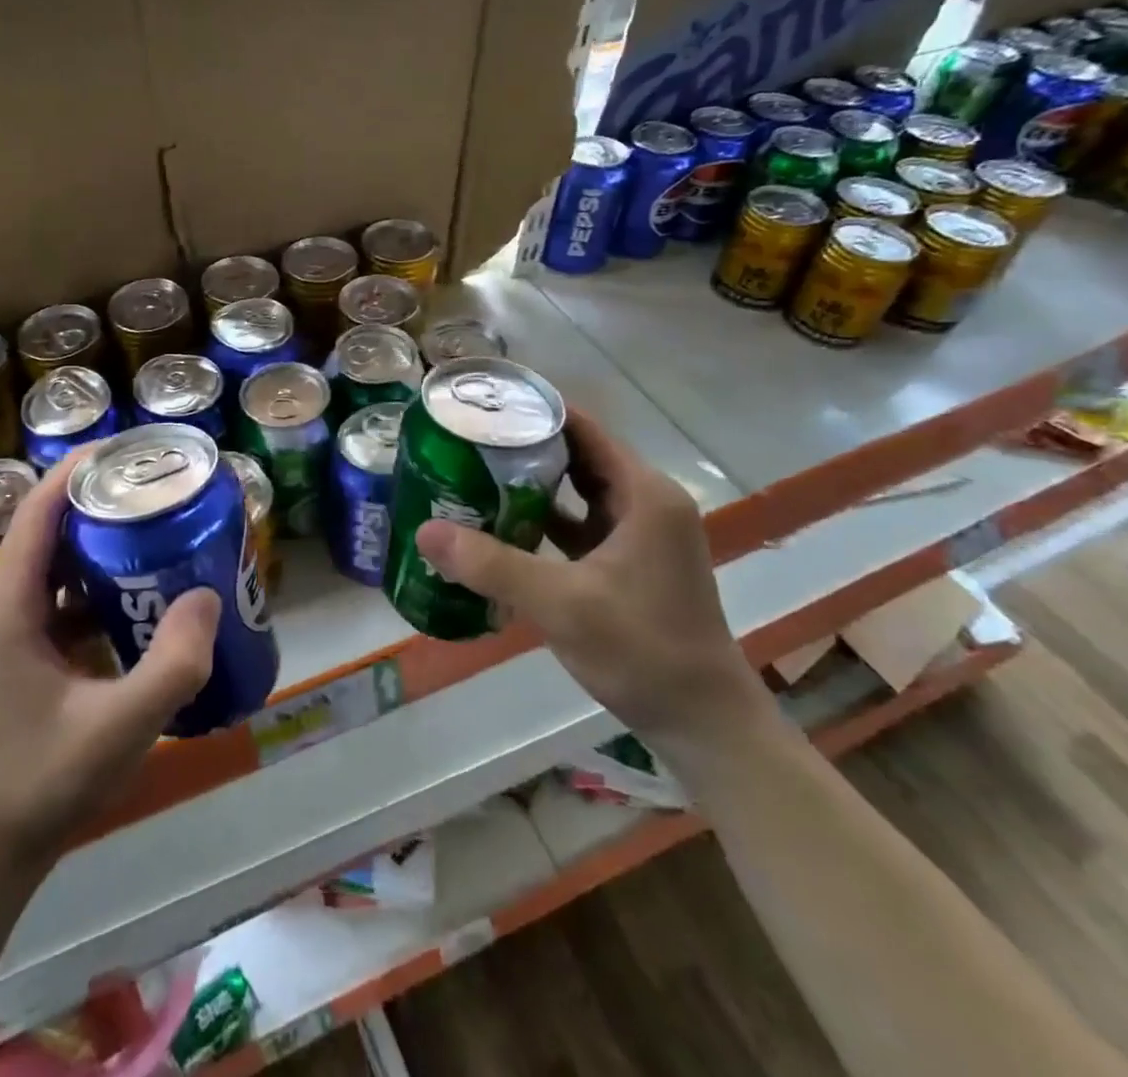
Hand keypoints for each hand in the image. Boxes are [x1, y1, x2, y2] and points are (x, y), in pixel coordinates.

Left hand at [0, 449, 220, 872]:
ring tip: (165, 534)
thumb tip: (208, 594)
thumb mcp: (120, 727)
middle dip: (109, 503)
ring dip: (107, 545)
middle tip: (168, 493)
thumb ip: (173, 662)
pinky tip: (145, 598)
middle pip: (55, 526)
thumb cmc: (39, 784)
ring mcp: (6, 629)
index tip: (138, 449)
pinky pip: (62, 598)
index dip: (85, 466)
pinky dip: (101, 586)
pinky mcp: (19, 653)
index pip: (43, 506)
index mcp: (7, 602)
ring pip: (61, 563)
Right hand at [414, 408, 766, 747]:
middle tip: (466, 439)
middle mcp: (646, 502)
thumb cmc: (642, 650)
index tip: (484, 405)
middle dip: (524, 446)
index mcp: (644, 493)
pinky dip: (544, 521)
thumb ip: (492, 564)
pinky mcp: (629, 563)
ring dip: (532, 485)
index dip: (535, 411)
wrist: (703, 723)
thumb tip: (425, 531)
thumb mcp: (561, 604)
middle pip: (578, 456)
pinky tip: (501, 525)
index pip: (584, 429)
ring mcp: (639, 535)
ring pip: (578, 492)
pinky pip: (580, 526)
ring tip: (473, 473)